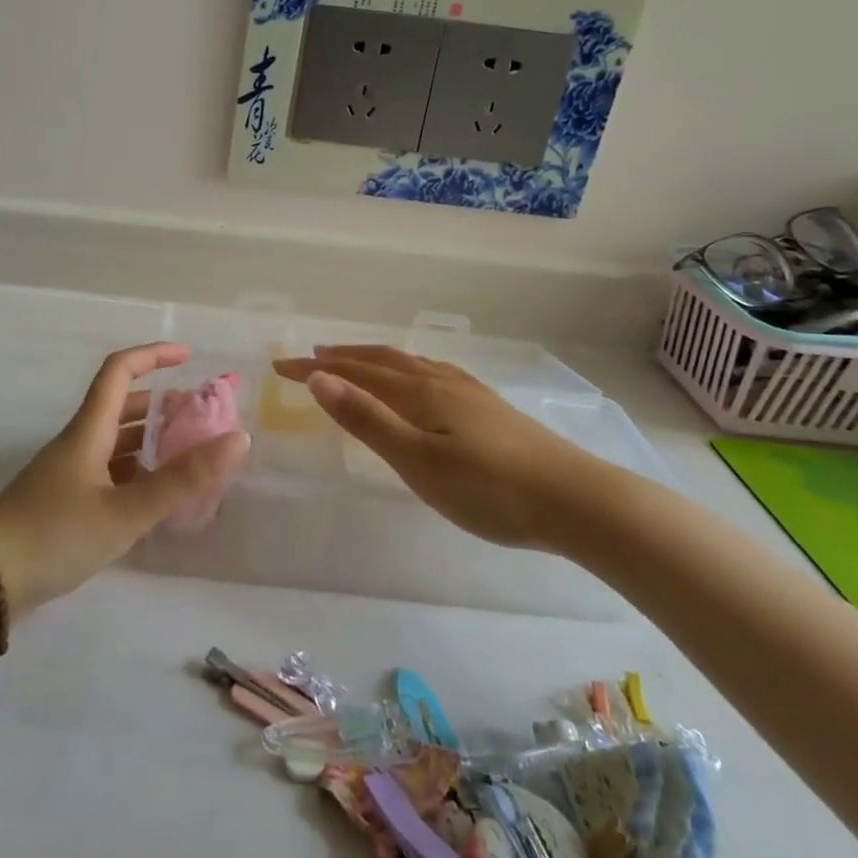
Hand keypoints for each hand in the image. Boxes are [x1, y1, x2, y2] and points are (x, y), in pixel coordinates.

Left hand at [0, 343, 249, 611]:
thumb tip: (238, 439)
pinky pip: (110, 474)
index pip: (119, 371)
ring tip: (192, 457)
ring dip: (153, 441)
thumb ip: (182, 480)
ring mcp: (70, 474)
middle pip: (123, 407)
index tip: (189, 357)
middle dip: (164, 406)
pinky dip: (138, 474)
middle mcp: (79, 443)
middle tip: (204, 421)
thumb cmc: (54, 534)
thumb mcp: (125, 511)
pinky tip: (160, 498)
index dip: (153, 356)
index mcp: (89, 430)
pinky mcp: (66, 503)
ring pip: (117, 443)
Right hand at [272, 346, 624, 550]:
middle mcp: (440, 381)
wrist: (577, 501)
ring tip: (354, 361)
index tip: (279, 366)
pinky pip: (433, 373)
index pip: (355, 372)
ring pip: (409, 364)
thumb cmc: (489, 489)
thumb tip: (319, 378)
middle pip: (382, 360)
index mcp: (419, 392)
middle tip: (309, 356)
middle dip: (341, 357)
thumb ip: (367, 418)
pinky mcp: (489, 408)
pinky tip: (420, 382)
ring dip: (373, 360)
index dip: (315, 368)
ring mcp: (469, 392)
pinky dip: (407, 369)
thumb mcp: (417, 460)